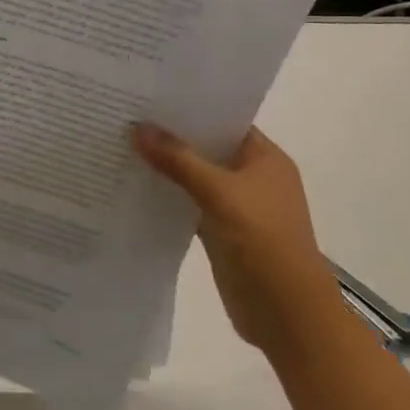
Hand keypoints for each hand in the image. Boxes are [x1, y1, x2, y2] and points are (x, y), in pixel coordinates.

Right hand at [133, 124, 334, 355]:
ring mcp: (238, 207)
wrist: (287, 314)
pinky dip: (169, 197)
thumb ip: (178, 160)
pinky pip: (190, 205)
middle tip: (127, 115)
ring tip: (123, 144)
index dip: (191, 108)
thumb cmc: (263, 241)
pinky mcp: (222, 233)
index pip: (225, 121)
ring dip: (168, 168)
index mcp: (265, 158)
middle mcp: (253, 177)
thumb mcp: (219, 193)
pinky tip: (135, 186)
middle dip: (172, 137)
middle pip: (208, 148)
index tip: (151, 94)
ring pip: (196, 178)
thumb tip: (138, 128)